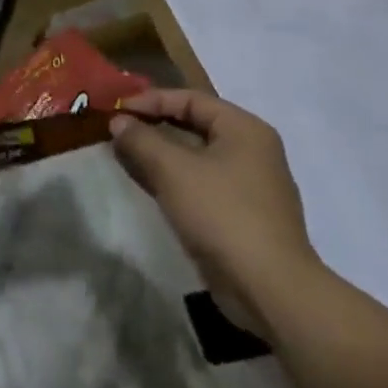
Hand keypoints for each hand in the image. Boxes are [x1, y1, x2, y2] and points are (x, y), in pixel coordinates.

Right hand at [110, 89, 321, 332]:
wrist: (269, 288)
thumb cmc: (222, 213)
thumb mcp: (172, 169)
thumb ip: (141, 139)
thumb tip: (119, 121)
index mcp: (245, 129)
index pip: (191, 98)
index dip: (150, 100)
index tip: (118, 110)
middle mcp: (252, 151)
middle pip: (194, 125)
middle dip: (153, 126)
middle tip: (118, 130)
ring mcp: (250, 185)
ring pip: (195, 156)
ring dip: (160, 154)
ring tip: (125, 155)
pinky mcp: (242, 215)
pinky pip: (201, 183)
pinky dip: (173, 178)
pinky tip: (148, 184)